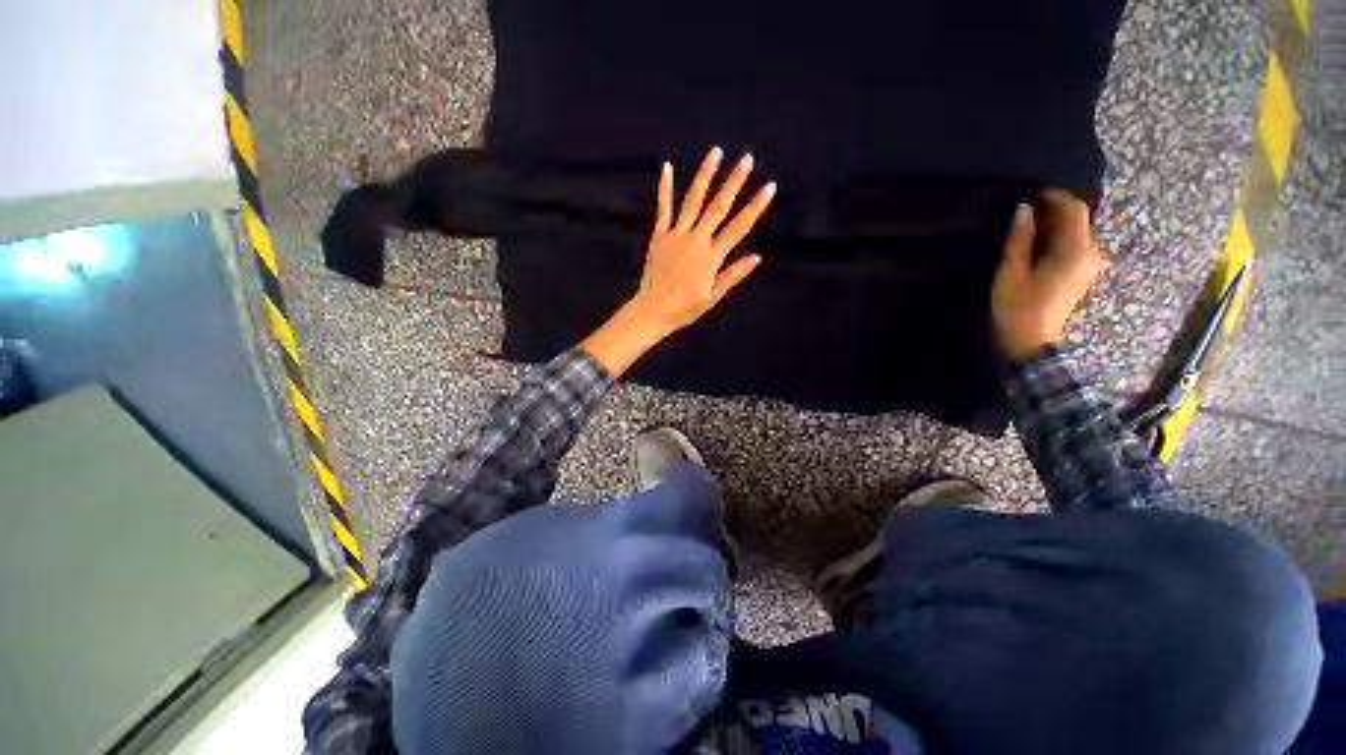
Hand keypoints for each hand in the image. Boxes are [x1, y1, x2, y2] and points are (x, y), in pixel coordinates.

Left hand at [580, 147, 776, 375]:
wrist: (653, 310)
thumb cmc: (685, 308)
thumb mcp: (713, 296)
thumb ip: (733, 275)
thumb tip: (757, 257)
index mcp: (711, 256)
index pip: (738, 227)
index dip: (755, 207)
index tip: (769, 187)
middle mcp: (696, 240)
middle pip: (718, 207)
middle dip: (734, 181)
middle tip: (747, 158)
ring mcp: (676, 235)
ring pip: (693, 201)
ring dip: (705, 175)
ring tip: (716, 152)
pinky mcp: (660, 236)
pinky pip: (664, 209)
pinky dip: (666, 188)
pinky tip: (668, 167)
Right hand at [992, 190, 1108, 360]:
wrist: (1030, 343)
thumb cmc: (1018, 307)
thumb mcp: (1011, 272)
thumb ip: (1019, 239)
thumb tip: (1024, 209)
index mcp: (1076, 251)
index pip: (1075, 211)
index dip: (1056, 197)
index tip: (1033, 193)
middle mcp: (1091, 255)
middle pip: (1078, 222)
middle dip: (1055, 211)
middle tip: (1026, 210)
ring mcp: (1089, 267)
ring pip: (1076, 235)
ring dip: (1055, 226)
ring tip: (1029, 227)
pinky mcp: (1082, 276)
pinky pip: (1075, 248)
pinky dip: (1058, 240)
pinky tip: (1039, 245)